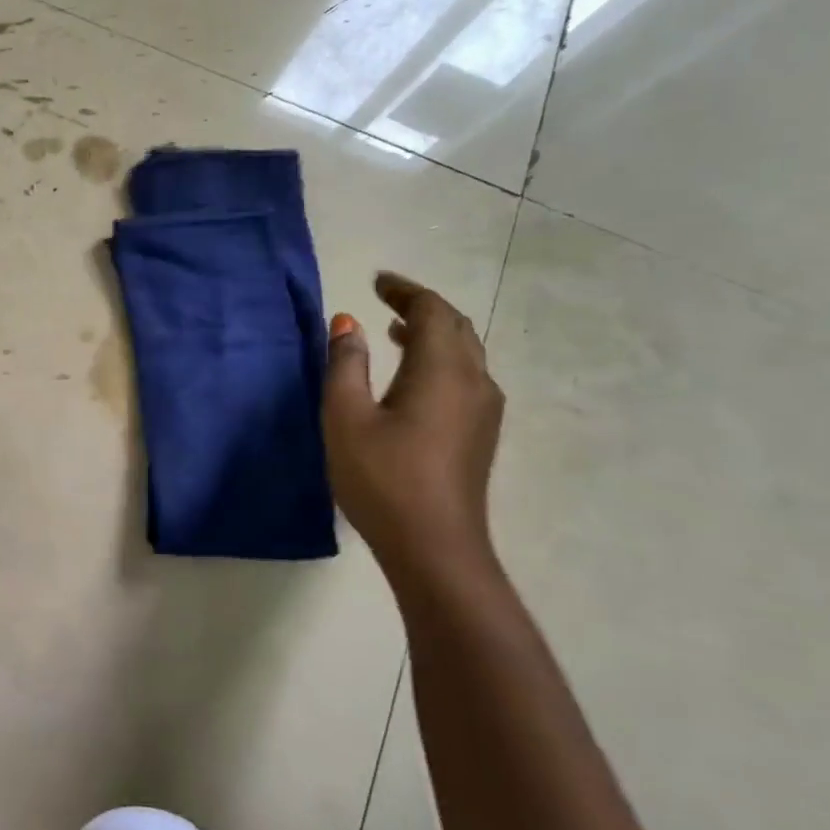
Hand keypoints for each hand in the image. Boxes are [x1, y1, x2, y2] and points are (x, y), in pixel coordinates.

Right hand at [322, 272, 504, 572]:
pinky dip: (439, 358)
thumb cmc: (383, 478)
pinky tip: (411, 376)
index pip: (432, 310)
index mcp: (442, 370)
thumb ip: (346, 363)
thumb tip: (348, 321)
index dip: (404, 290)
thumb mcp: (345, 416)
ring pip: (464, 352)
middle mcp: (474, 381)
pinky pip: (465, 376)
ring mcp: (484, 410)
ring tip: (394, 330)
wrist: (435, 548)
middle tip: (384, 298)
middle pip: (455, 326)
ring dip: (431, 333)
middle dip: (421, 306)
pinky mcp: (481, 434)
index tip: (375, 281)